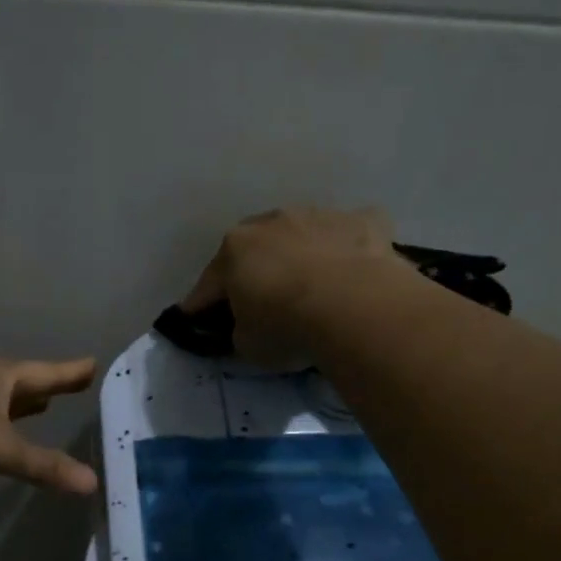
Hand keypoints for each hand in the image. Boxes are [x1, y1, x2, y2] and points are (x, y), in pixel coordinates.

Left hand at [0, 353, 98, 494]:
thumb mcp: (1, 451)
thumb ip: (44, 466)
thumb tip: (91, 482)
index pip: (45, 373)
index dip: (71, 373)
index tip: (93, 364)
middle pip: (22, 380)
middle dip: (46, 386)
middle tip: (72, 384)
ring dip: (20, 400)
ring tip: (41, 405)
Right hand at [181, 207, 401, 367]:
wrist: (356, 307)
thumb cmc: (287, 327)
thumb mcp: (248, 345)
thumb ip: (240, 330)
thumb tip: (248, 324)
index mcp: (234, 249)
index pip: (209, 283)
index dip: (201, 304)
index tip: (196, 319)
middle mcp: (272, 221)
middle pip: (256, 249)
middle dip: (254, 270)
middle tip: (261, 299)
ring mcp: (319, 215)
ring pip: (303, 236)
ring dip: (302, 255)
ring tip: (314, 286)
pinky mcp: (364, 219)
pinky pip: (350, 234)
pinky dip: (348, 250)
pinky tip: (356, 271)